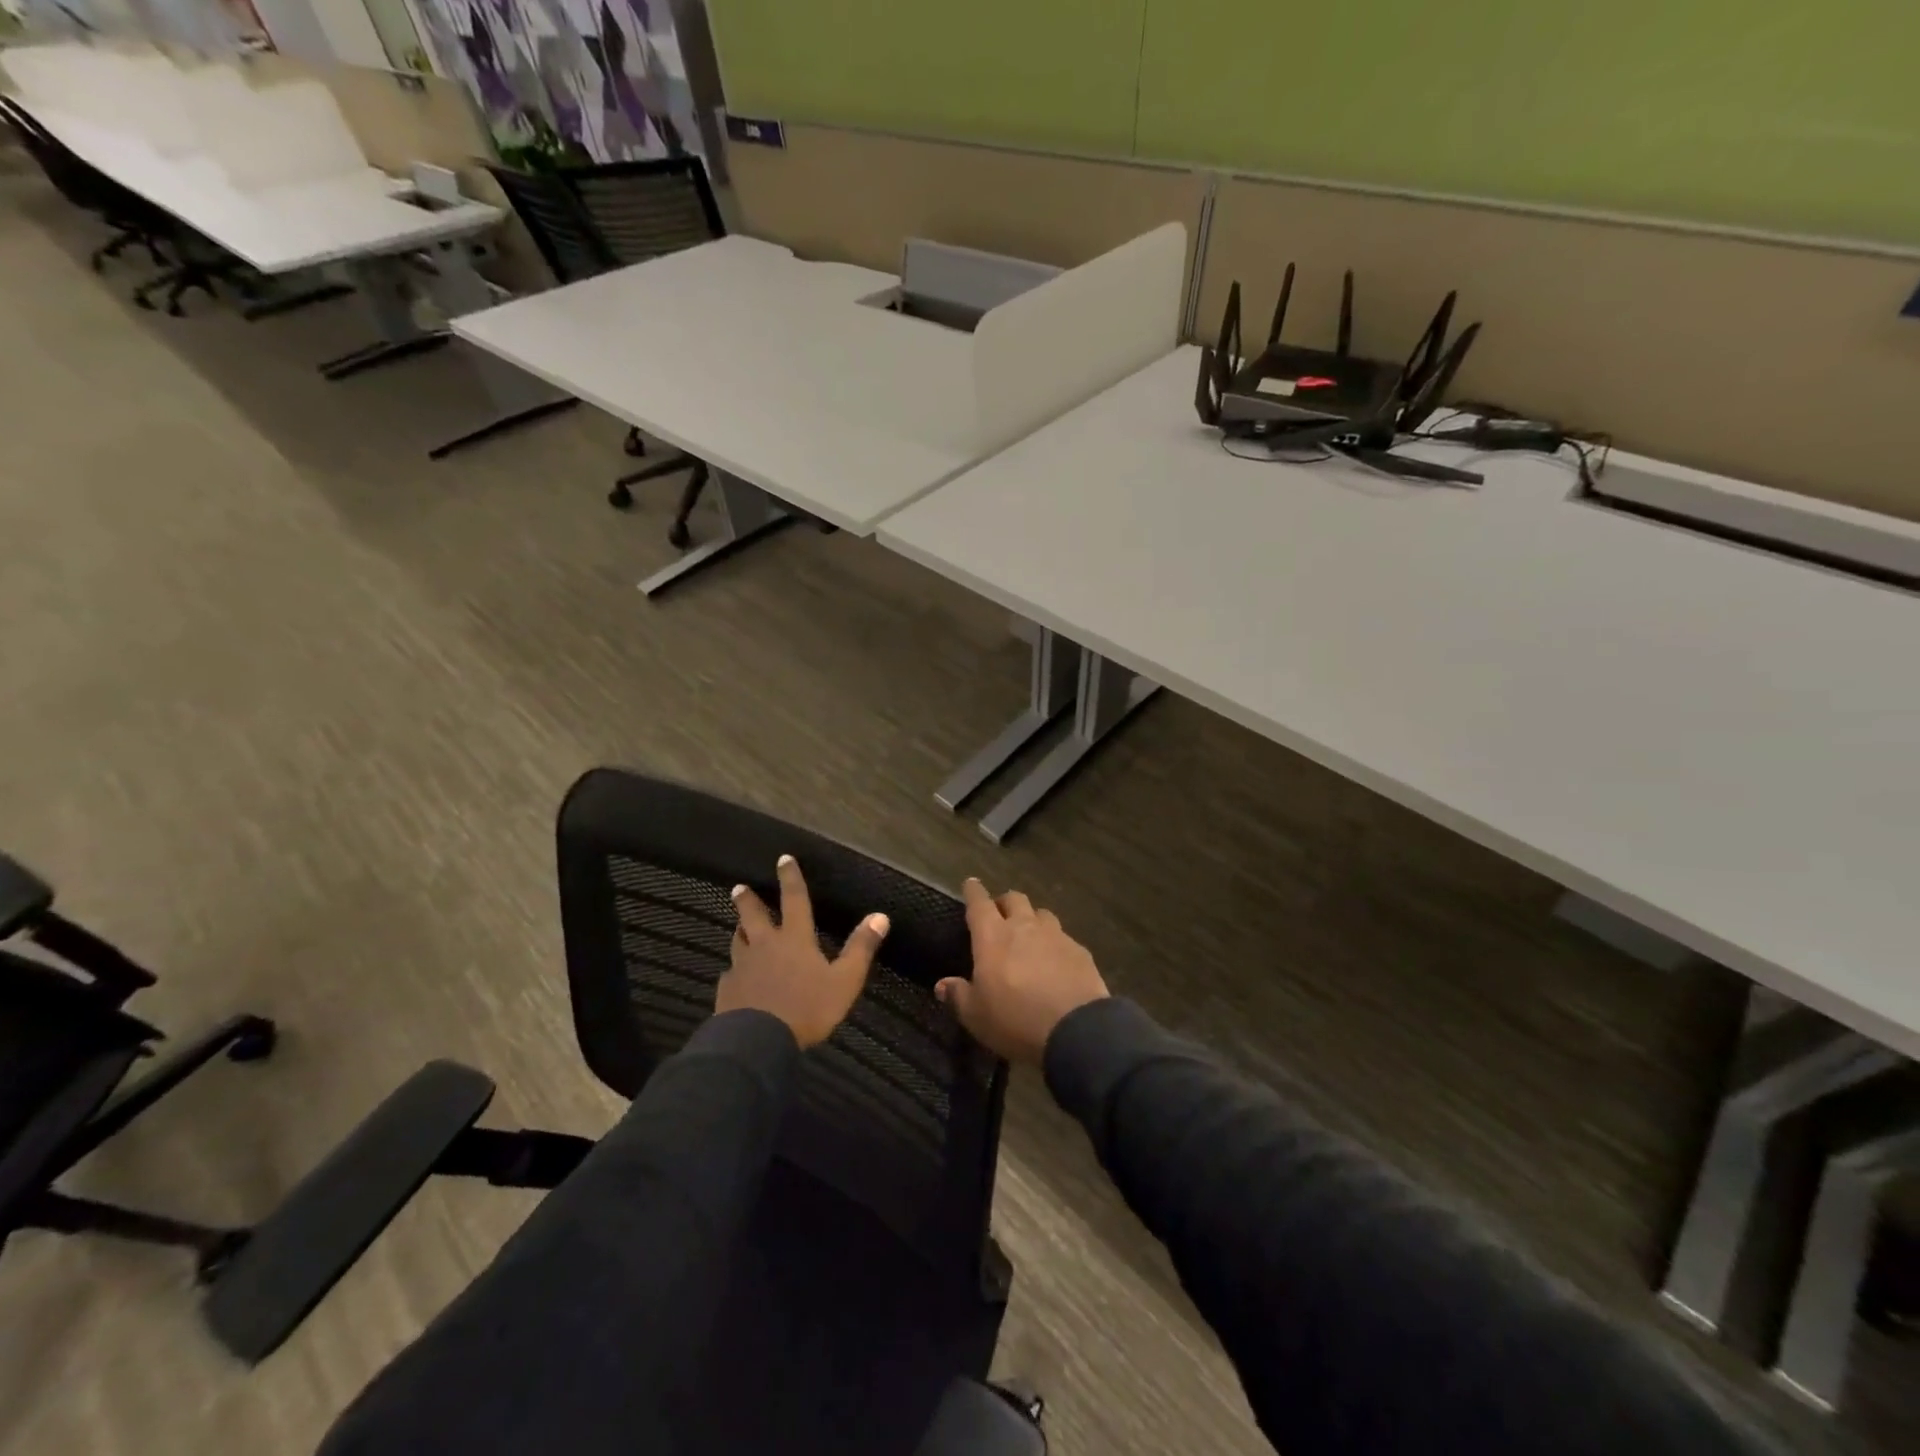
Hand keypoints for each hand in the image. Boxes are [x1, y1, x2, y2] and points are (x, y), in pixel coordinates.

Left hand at [716, 855, 889, 1048]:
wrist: (756, 1042)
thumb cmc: (806, 1008)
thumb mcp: (844, 981)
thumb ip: (861, 948)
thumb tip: (880, 915)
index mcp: (795, 939)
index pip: (795, 900)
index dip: (791, 878)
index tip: (783, 858)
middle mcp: (765, 945)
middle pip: (754, 915)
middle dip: (748, 900)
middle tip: (739, 887)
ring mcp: (742, 967)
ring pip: (738, 941)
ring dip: (739, 930)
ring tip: (738, 926)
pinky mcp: (727, 990)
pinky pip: (730, 974)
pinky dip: (734, 970)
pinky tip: (734, 977)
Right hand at [936, 878, 1107, 1064]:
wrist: (1075, 1030)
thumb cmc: (1015, 1020)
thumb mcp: (976, 1016)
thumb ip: (959, 996)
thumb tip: (942, 985)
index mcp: (992, 937)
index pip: (979, 903)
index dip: (973, 892)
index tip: (971, 884)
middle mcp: (1024, 926)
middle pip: (1014, 899)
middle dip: (1004, 903)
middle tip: (999, 915)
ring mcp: (1055, 935)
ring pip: (1041, 914)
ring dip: (1032, 919)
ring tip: (1030, 935)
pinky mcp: (1080, 950)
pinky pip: (1063, 938)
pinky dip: (1055, 944)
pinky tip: (1056, 962)